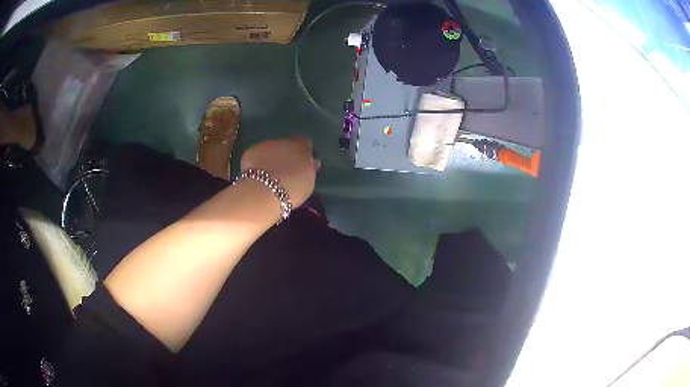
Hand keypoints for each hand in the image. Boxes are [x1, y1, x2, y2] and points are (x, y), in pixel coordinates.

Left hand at [240, 137, 319, 206]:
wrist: (263, 192)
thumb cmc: (292, 189)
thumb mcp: (308, 181)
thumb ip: (310, 168)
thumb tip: (312, 162)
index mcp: (301, 147)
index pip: (305, 143)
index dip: (303, 153)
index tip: (302, 164)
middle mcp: (283, 141)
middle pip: (287, 144)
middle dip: (287, 154)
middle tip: (285, 171)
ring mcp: (265, 145)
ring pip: (271, 149)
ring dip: (272, 158)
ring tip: (270, 175)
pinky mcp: (250, 152)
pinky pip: (257, 156)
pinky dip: (258, 163)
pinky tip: (257, 176)